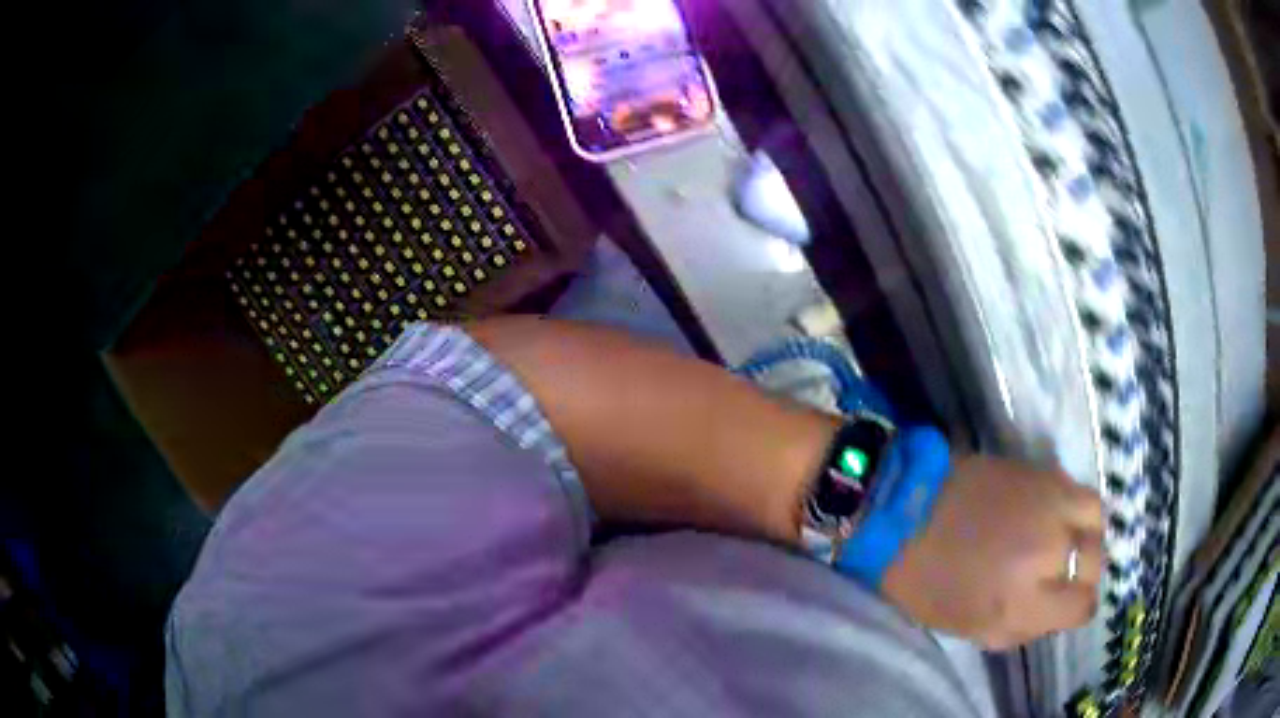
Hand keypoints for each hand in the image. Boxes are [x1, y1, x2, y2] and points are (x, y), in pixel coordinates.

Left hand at [881, 455, 1104, 648]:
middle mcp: (1050, 551)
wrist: (904, 509)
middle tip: (1059, 578)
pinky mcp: (1044, 471)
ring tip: (1068, 545)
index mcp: (1025, 600)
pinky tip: (1059, 518)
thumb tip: (1051, 617)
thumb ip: (1019, 629)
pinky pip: (1082, 492)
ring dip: (1088, 539)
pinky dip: (1079, 509)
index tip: (1064, 607)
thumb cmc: (927, 581)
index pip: (1082, 607)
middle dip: (1078, 577)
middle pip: (1091, 566)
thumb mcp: (971, 627)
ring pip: (1097, 523)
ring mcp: (1051, 505)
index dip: (1075, 610)